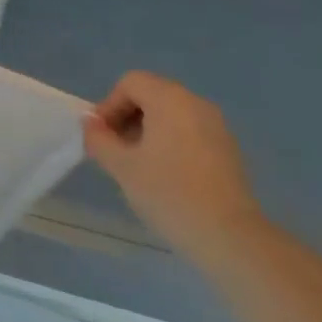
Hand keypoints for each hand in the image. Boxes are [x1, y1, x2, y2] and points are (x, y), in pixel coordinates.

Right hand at [84, 71, 265, 269]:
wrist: (231, 238)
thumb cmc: (169, 193)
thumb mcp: (121, 166)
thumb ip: (98, 138)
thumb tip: (91, 124)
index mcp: (170, 99)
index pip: (130, 83)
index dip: (109, 105)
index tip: (102, 136)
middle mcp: (196, 104)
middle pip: (152, 94)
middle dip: (128, 116)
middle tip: (116, 149)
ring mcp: (217, 127)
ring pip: (171, 114)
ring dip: (149, 130)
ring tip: (139, 164)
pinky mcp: (229, 150)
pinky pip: (190, 132)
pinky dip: (172, 142)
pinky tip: (166, 175)